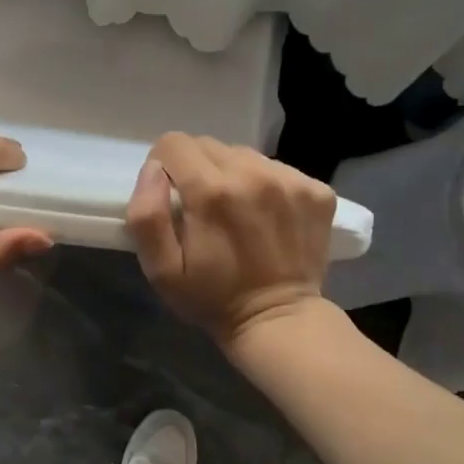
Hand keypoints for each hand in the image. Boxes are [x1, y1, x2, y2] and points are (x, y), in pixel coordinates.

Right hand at [126, 133, 337, 347]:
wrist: (279, 320)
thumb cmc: (211, 298)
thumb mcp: (161, 269)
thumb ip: (146, 215)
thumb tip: (153, 169)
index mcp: (211, 192)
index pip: (174, 143)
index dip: (164, 166)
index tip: (171, 195)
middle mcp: (253, 174)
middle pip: (209, 145)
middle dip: (197, 170)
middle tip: (203, 209)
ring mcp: (291, 181)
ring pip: (244, 154)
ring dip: (233, 175)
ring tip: (237, 213)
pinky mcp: (317, 191)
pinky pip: (277, 169)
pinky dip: (266, 185)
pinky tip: (266, 217)